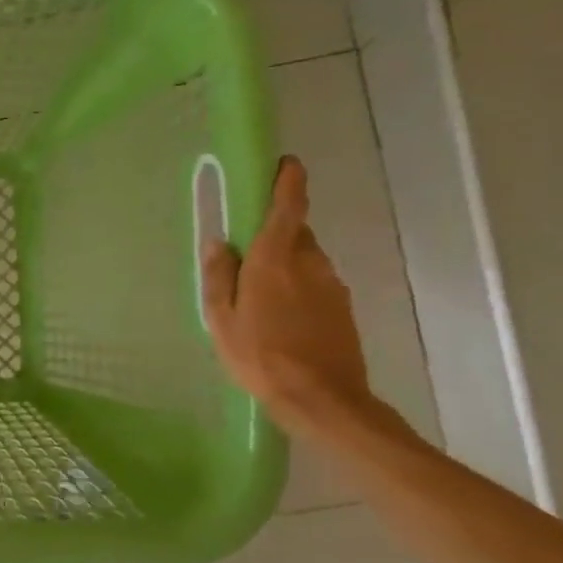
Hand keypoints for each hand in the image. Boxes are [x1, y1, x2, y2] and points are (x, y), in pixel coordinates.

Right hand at [201, 156, 372, 434]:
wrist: (322, 399)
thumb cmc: (260, 356)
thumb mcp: (222, 319)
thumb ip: (219, 276)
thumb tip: (219, 242)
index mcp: (275, 259)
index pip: (289, 206)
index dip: (289, 181)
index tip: (286, 163)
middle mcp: (310, 263)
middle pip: (295, 233)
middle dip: (275, 233)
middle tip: (247, 255)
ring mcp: (332, 286)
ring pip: (306, 261)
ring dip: (286, 265)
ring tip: (260, 299)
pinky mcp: (343, 309)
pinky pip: (316, 285)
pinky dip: (299, 289)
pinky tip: (282, 320)